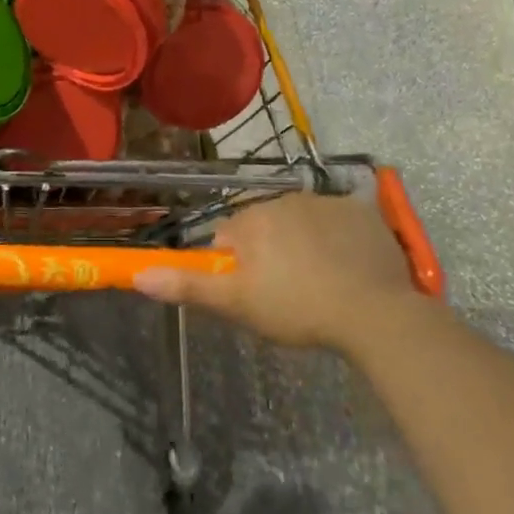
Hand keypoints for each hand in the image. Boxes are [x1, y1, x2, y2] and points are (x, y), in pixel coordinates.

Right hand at [133, 192, 425, 350]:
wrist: (376, 314)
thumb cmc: (298, 309)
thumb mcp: (237, 304)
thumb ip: (188, 286)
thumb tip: (137, 275)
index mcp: (252, 220)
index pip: (228, 236)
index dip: (236, 265)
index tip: (254, 293)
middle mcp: (285, 199)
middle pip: (264, 225)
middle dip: (270, 252)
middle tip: (287, 292)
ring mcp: (326, 202)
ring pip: (301, 221)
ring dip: (303, 243)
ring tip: (322, 283)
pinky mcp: (362, 211)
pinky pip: (339, 220)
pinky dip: (339, 238)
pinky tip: (349, 268)